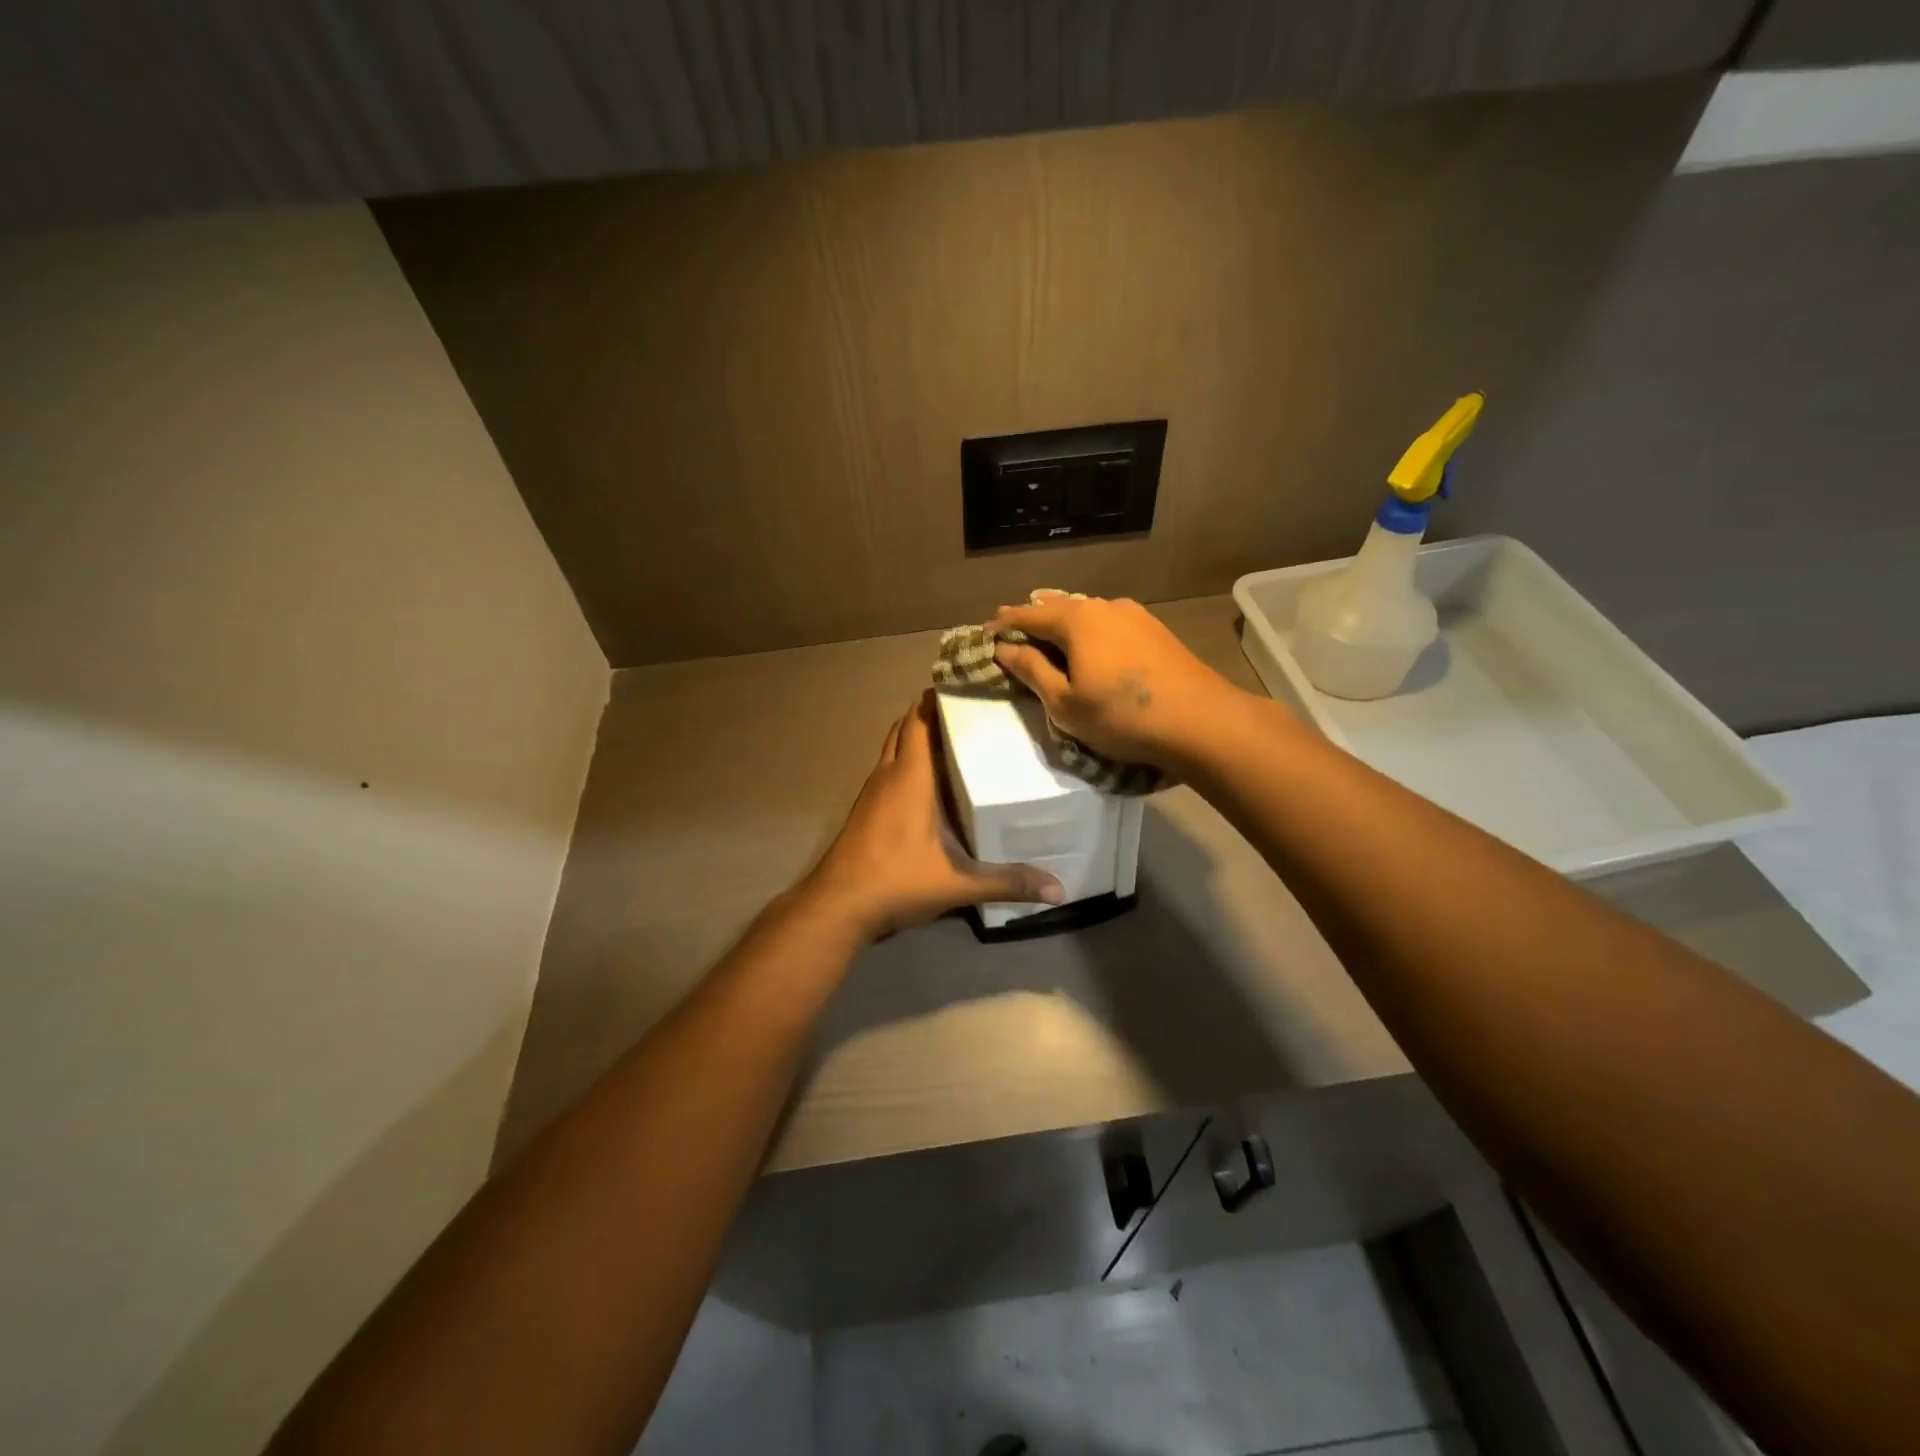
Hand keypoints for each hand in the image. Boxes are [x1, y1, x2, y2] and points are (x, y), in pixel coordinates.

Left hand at [802, 691, 1063, 939]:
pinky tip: (928, 780)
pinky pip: (887, 769)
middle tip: (968, 709)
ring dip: (915, 735)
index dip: (938, 698)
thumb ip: (1007, 882)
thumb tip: (1058, 889)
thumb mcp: (957, 884)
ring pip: (893, 747)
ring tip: (953, 737)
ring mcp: (871, 791)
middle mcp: (888, 774)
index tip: (967, 684)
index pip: (920, 720)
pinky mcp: (864, 809)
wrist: (837, 905)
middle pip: (905, 727)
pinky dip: (905, 760)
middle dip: (930, 712)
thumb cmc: (896, 881)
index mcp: (910, 777)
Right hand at [989, 595, 1253, 771]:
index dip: (1005, 623)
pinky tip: (1093, 643)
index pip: (1029, 614)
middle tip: (1014, 628)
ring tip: (1050, 631)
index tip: (986, 631)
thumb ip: (1032, 670)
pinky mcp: (1156, 630)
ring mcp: (1135, 615)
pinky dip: (1091, 630)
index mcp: (1076, 620)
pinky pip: (1110, 623)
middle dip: (1035, 617)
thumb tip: (1004, 647)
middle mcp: (1104, 606)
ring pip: (1088, 613)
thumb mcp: (1064, 702)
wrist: (1200, 721)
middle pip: (1059, 607)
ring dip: (1065, 622)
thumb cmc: (1121, 716)